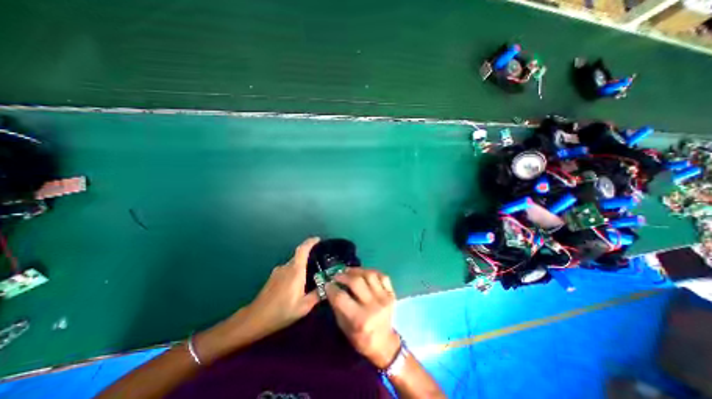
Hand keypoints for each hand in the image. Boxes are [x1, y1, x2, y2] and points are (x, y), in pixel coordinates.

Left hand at [192, 236, 319, 364]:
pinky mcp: (273, 277)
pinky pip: (288, 269)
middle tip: (320, 262)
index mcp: (295, 270)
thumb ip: (317, 295)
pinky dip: (295, 272)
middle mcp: (286, 267)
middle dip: (309, 255)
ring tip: (310, 276)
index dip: (311, 242)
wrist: (255, 319)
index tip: (318, 239)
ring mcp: (278, 271)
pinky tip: (297, 284)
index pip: (302, 249)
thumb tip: (327, 287)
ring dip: (302, 266)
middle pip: (299, 255)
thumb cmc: (281, 311)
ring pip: (293, 263)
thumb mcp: (303, 307)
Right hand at [326, 267, 399, 368]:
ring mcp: (384, 298)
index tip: (327, 284)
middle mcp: (373, 306)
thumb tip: (330, 288)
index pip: (341, 297)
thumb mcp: (344, 328)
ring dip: (357, 270)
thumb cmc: (361, 339)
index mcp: (360, 319)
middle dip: (343, 276)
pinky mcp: (392, 293)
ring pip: (369, 275)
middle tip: (337, 275)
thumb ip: (338, 307)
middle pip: (356, 282)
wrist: (385, 344)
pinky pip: (382, 276)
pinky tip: (363, 273)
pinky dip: (371, 272)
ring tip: (349, 271)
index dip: (332, 288)